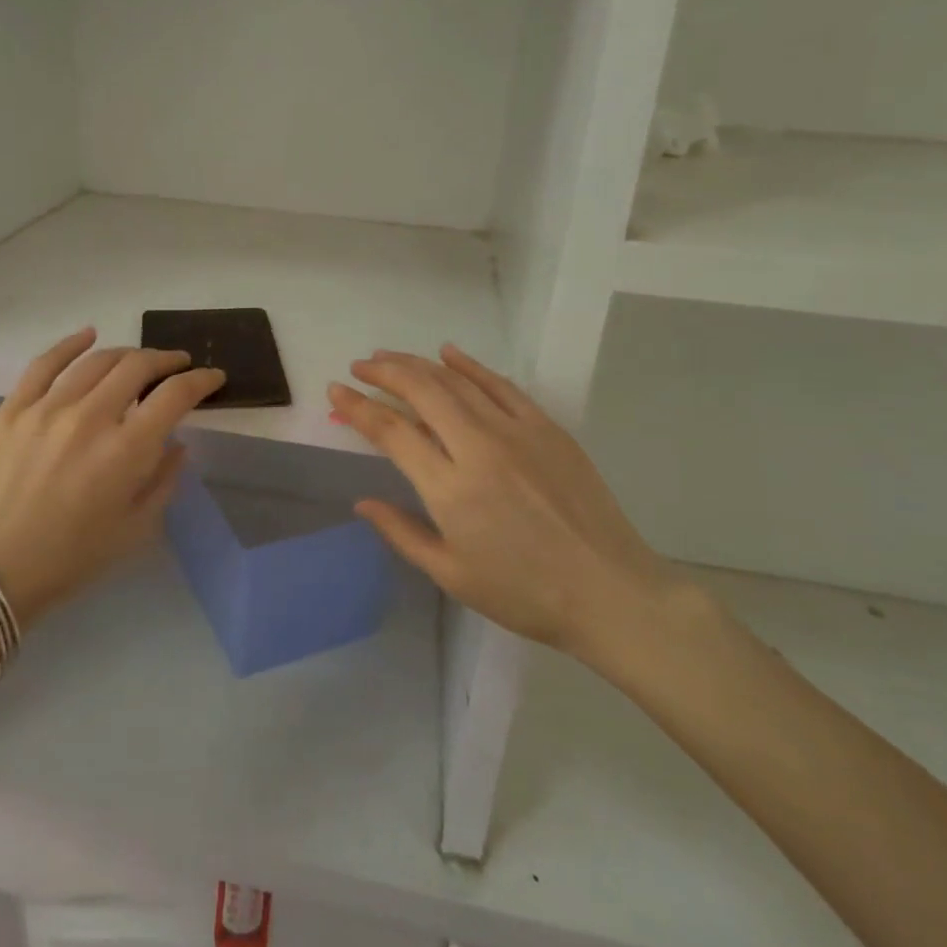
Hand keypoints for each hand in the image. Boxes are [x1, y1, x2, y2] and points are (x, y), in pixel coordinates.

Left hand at [0, 329, 225, 626]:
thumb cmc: (73, 557)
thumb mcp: (136, 528)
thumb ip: (164, 479)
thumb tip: (177, 443)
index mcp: (126, 451)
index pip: (175, 395)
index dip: (201, 380)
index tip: (213, 377)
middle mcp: (90, 418)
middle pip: (138, 367)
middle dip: (167, 360)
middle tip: (178, 365)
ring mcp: (47, 409)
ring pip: (97, 360)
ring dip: (127, 354)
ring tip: (139, 361)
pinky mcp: (13, 409)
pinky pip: (44, 363)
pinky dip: (71, 344)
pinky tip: (88, 335)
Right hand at [329, 346, 706, 680]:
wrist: (610, 591)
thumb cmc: (524, 593)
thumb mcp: (451, 574)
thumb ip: (401, 532)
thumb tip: (362, 502)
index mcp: (450, 489)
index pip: (392, 432)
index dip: (358, 408)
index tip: (336, 391)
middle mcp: (478, 448)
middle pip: (422, 392)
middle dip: (384, 372)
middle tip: (360, 365)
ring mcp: (516, 432)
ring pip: (457, 381)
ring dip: (418, 364)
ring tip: (390, 357)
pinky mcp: (546, 427)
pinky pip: (501, 385)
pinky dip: (470, 365)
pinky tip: (449, 353)